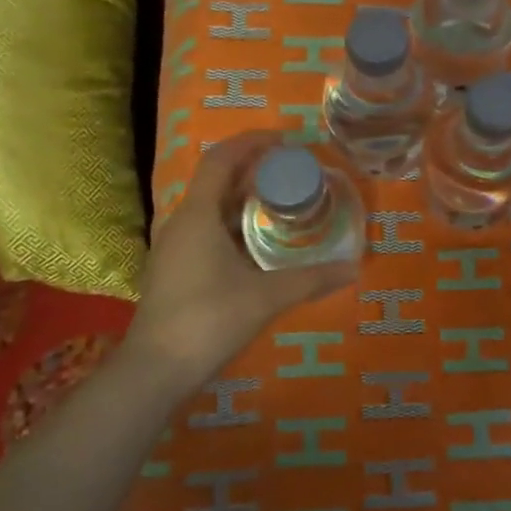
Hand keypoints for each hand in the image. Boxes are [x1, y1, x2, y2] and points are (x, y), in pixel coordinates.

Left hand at [127, 132, 357, 387]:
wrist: (156, 370)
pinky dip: (236, 223)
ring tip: (283, 201)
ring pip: (212, 207)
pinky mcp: (175, 269)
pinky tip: (260, 242)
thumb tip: (354, 268)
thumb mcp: (266, 297)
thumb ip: (311, 279)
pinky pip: (208, 230)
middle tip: (293, 171)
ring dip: (245, 198)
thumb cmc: (208, 320)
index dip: (252, 142)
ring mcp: (175, 247)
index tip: (286, 140)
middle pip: (217, 180)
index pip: (222, 160)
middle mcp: (181, 223)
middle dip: (254, 169)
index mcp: (198, 215)